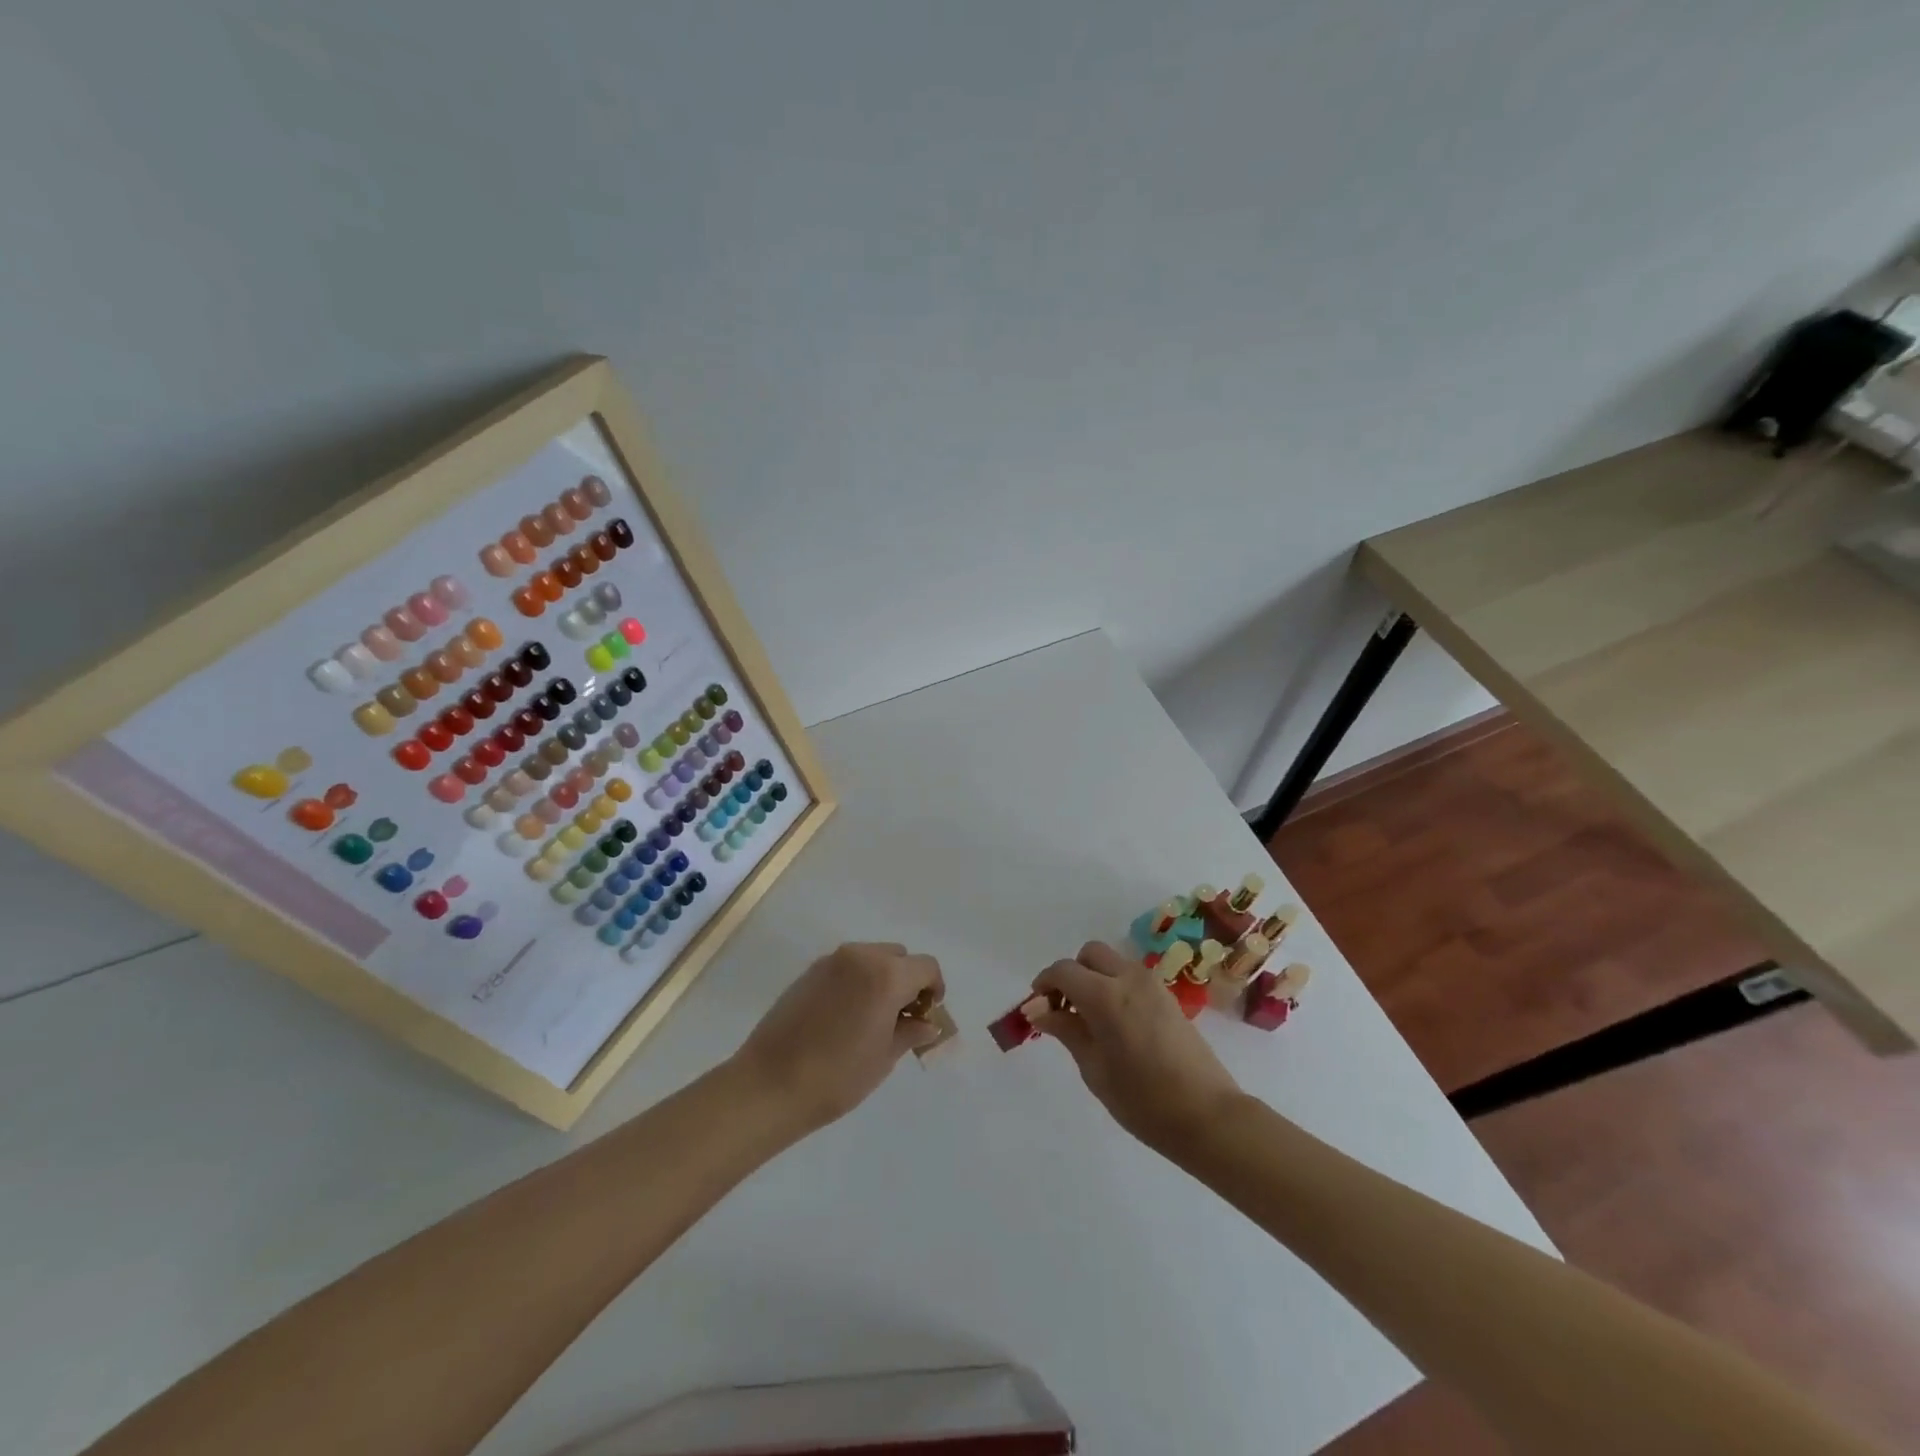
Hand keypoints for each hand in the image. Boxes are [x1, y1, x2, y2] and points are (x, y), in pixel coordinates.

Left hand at [733, 942, 944, 1134]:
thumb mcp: (884, 1057)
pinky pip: (846, 967)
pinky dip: (857, 981)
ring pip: (871, 958)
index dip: (934, 989)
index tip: (928, 1015)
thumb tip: (928, 1024)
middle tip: (902, 1018)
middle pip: (899, 957)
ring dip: (882, 978)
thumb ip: (910, 1032)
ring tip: (873, 1018)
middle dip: (908, 981)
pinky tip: (845, 1017)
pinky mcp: (809, 972)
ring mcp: (831, 961)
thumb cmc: (837, 1076)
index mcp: (886, 975)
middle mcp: (860, 956)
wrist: (769, 1084)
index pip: (926, 967)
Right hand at [1031, 942, 1242, 1154]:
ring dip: (1093, 978)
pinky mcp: (1168, 997)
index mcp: (1106, 995)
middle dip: (1071, 974)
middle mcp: (1129, 978)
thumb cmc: (1143, 1100)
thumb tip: (1039, 1011)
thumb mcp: (1094, 1069)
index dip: (1044, 984)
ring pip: (1112, 962)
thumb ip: (1066, 1031)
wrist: (1207, 1116)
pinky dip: (1114, 986)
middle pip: (1090, 954)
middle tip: (1063, 1008)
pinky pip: (1131, 976)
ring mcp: (1152, 985)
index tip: (1036, 1008)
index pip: (1064, 970)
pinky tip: (1113, 1023)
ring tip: (1087, 1019)